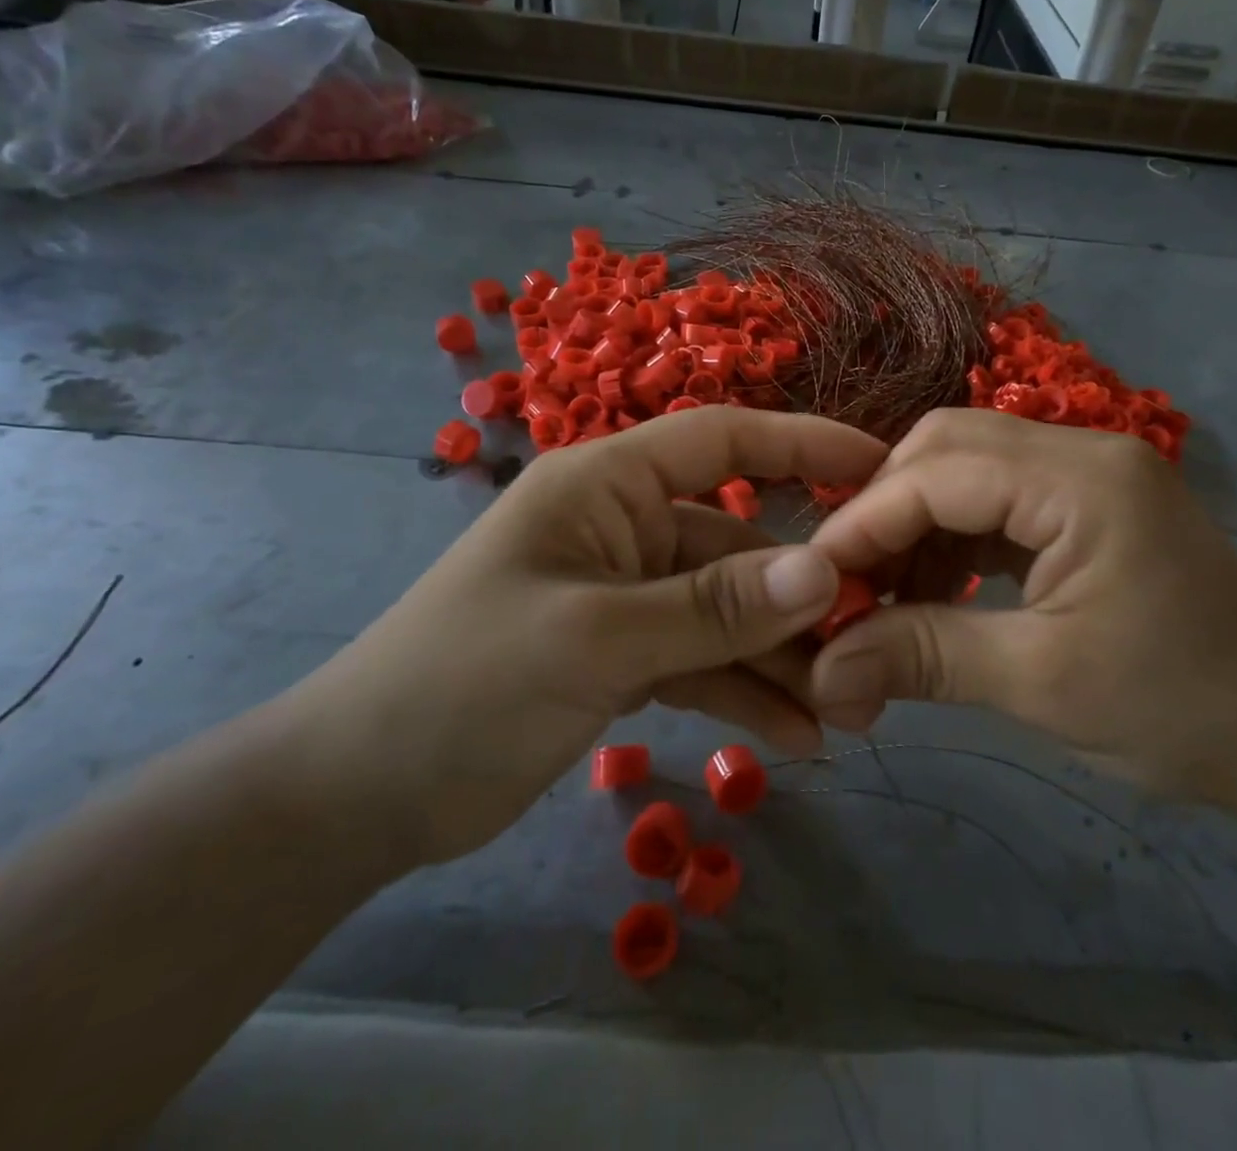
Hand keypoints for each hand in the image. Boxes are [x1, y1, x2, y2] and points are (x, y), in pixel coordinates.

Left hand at [277, 407, 885, 865]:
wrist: (359, 796)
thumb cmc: (463, 684)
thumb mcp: (596, 639)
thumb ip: (713, 608)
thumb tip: (824, 572)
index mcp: (606, 485)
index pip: (721, 440)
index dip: (802, 445)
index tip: (878, 466)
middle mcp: (624, 527)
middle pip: (736, 546)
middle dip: (801, 596)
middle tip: (872, 642)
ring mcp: (626, 594)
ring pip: (726, 613)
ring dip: (781, 658)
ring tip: (845, 711)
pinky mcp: (624, 654)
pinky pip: (701, 661)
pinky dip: (744, 693)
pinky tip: (795, 735)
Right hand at [803, 410, 1236, 820]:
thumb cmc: (1182, 712)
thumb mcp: (1042, 684)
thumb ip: (923, 656)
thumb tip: (821, 670)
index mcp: (1083, 479)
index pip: (940, 471)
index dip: (865, 522)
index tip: (811, 581)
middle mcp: (1083, 451)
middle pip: (948, 448)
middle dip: (886, 511)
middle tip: (847, 582)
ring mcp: (1089, 475)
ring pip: (967, 469)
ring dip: (915, 526)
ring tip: (884, 596)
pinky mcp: (1087, 507)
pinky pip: (996, 501)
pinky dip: (952, 541)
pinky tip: (933, 593)